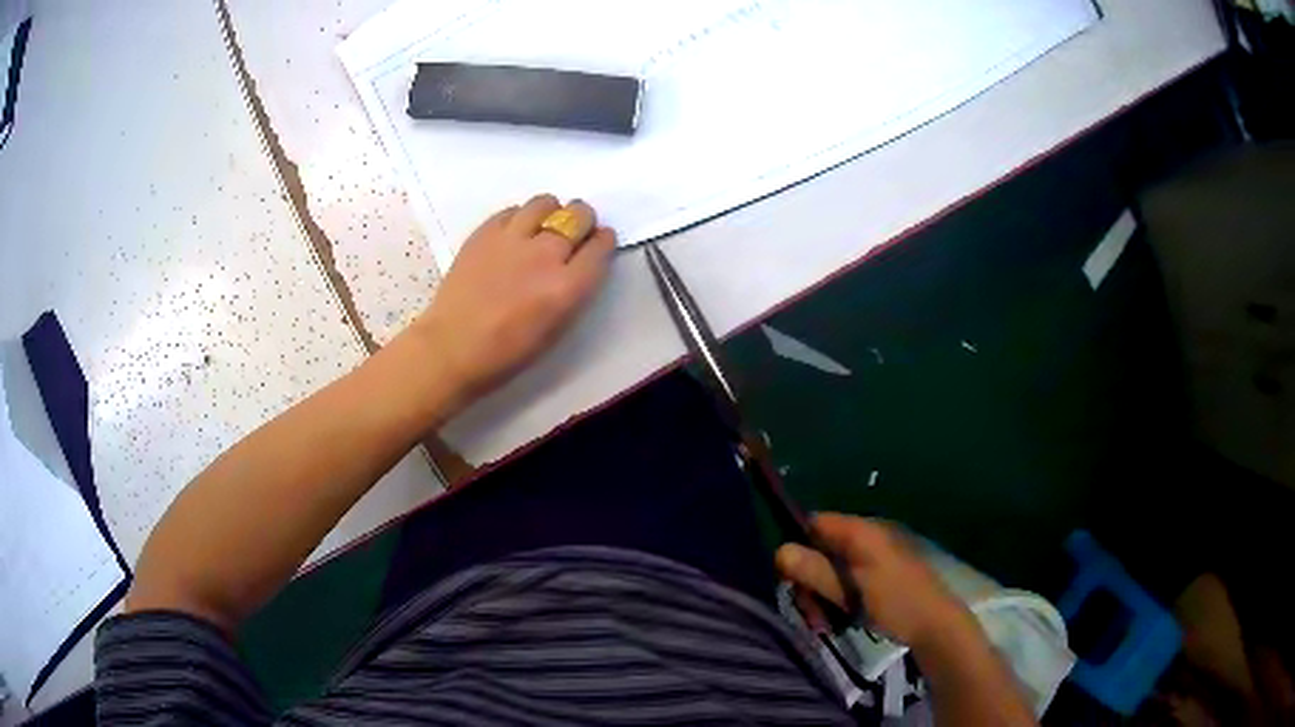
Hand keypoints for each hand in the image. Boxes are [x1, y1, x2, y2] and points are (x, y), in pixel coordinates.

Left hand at [410, 194, 615, 405]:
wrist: (452, 348)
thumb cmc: (507, 352)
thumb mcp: (557, 328)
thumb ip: (574, 291)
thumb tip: (578, 264)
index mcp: (567, 287)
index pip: (600, 246)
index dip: (603, 241)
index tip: (599, 242)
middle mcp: (545, 255)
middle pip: (578, 216)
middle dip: (582, 220)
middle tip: (575, 231)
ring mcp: (512, 239)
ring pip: (545, 203)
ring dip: (552, 211)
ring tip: (544, 225)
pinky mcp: (484, 232)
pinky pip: (512, 210)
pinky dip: (521, 216)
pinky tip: (515, 232)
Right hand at [776, 513, 971, 648]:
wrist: (936, 624)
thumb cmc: (896, 602)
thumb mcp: (851, 590)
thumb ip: (816, 570)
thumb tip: (779, 551)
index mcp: (862, 531)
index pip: (815, 522)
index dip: (797, 545)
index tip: (789, 578)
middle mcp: (867, 536)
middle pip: (821, 548)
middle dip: (809, 579)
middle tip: (809, 611)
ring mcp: (875, 555)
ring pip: (831, 567)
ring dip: (821, 593)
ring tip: (823, 621)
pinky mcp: (880, 573)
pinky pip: (847, 578)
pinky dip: (837, 596)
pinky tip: (839, 618)